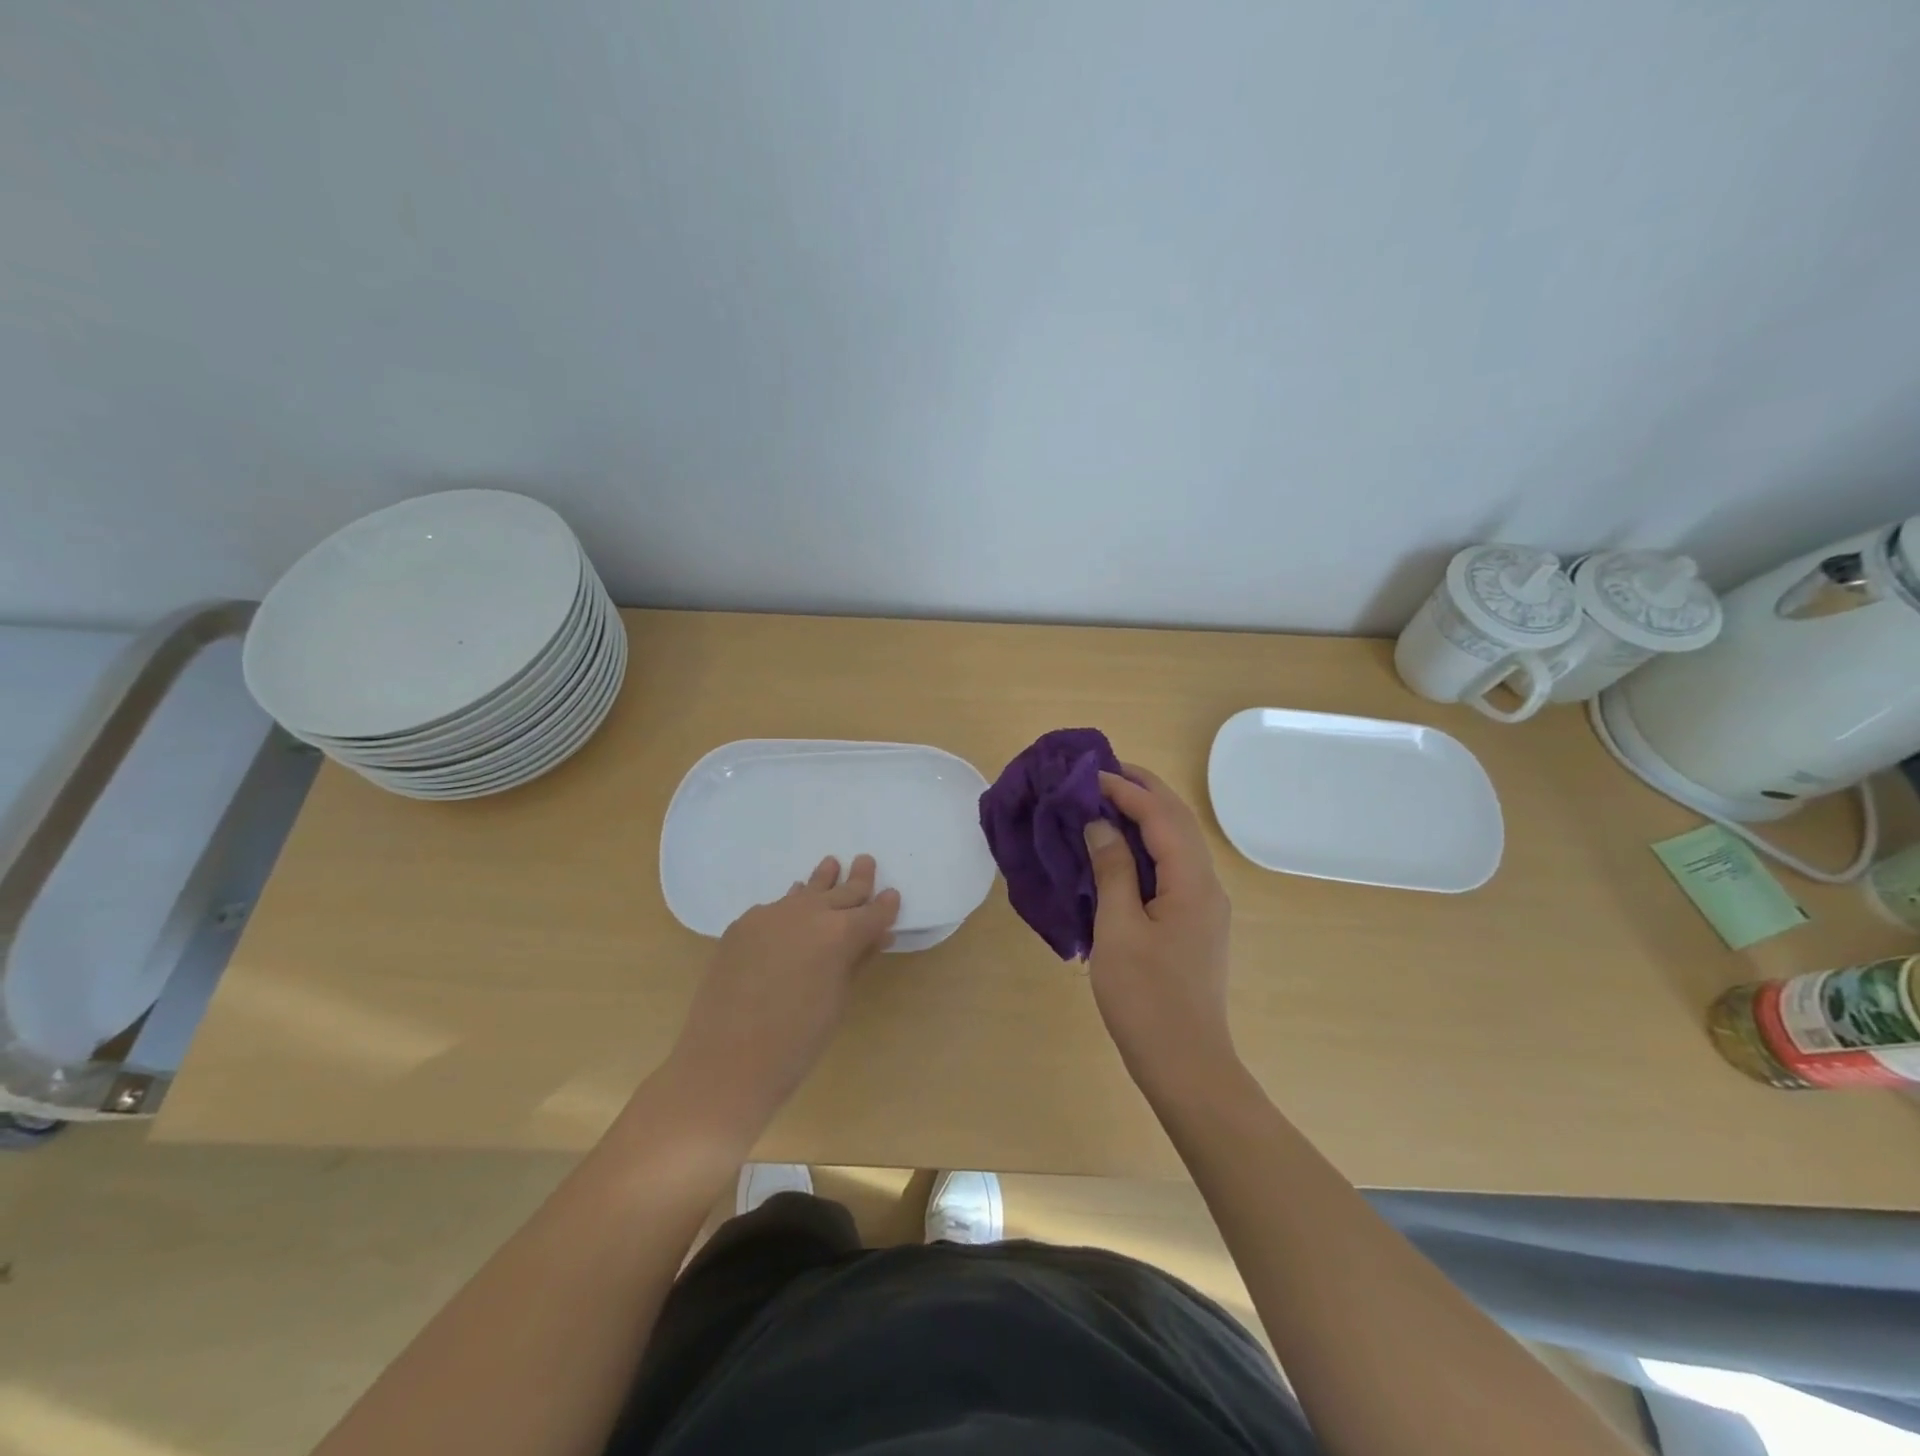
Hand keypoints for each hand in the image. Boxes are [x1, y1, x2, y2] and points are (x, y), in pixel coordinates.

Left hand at [667, 854, 899, 1131]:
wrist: (727, 1059)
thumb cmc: (798, 1040)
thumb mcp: (838, 999)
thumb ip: (857, 960)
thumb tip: (876, 936)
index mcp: (841, 933)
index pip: (873, 912)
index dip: (885, 905)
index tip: (892, 895)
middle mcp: (809, 912)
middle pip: (841, 891)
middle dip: (858, 880)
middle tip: (866, 861)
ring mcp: (771, 914)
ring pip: (805, 890)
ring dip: (822, 879)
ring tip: (831, 864)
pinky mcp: (743, 924)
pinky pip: (775, 906)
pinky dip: (790, 903)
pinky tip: (791, 904)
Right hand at [1084, 765, 1234, 1093]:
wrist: (1186, 1064)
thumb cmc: (1146, 998)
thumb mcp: (1118, 929)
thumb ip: (1113, 870)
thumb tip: (1100, 825)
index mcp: (1192, 882)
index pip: (1161, 816)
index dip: (1126, 790)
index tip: (1089, 774)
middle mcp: (1207, 884)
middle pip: (1178, 821)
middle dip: (1144, 790)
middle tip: (1103, 771)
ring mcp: (1204, 905)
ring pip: (1178, 843)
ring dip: (1147, 815)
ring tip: (1108, 799)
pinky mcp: (1194, 923)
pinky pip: (1173, 867)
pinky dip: (1148, 844)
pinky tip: (1121, 849)